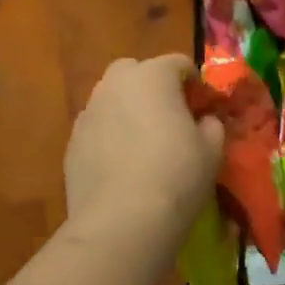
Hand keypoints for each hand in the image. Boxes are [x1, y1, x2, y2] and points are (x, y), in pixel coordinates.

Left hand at [65, 55, 223, 238]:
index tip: (203, 106)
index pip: (177, 63)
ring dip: (127, 109)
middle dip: (151, 85)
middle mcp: (115, 85)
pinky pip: (97, 128)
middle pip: (135, 71)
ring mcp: (88, 112)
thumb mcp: (212, 150)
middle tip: (169, 116)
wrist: (122, 221)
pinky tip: (121, 166)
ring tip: (142, 143)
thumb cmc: (176, 176)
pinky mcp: (72, 143)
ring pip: (111, 98)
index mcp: (152, 76)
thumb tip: (204, 121)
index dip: (194, 82)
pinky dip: (109, 136)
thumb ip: (211, 125)